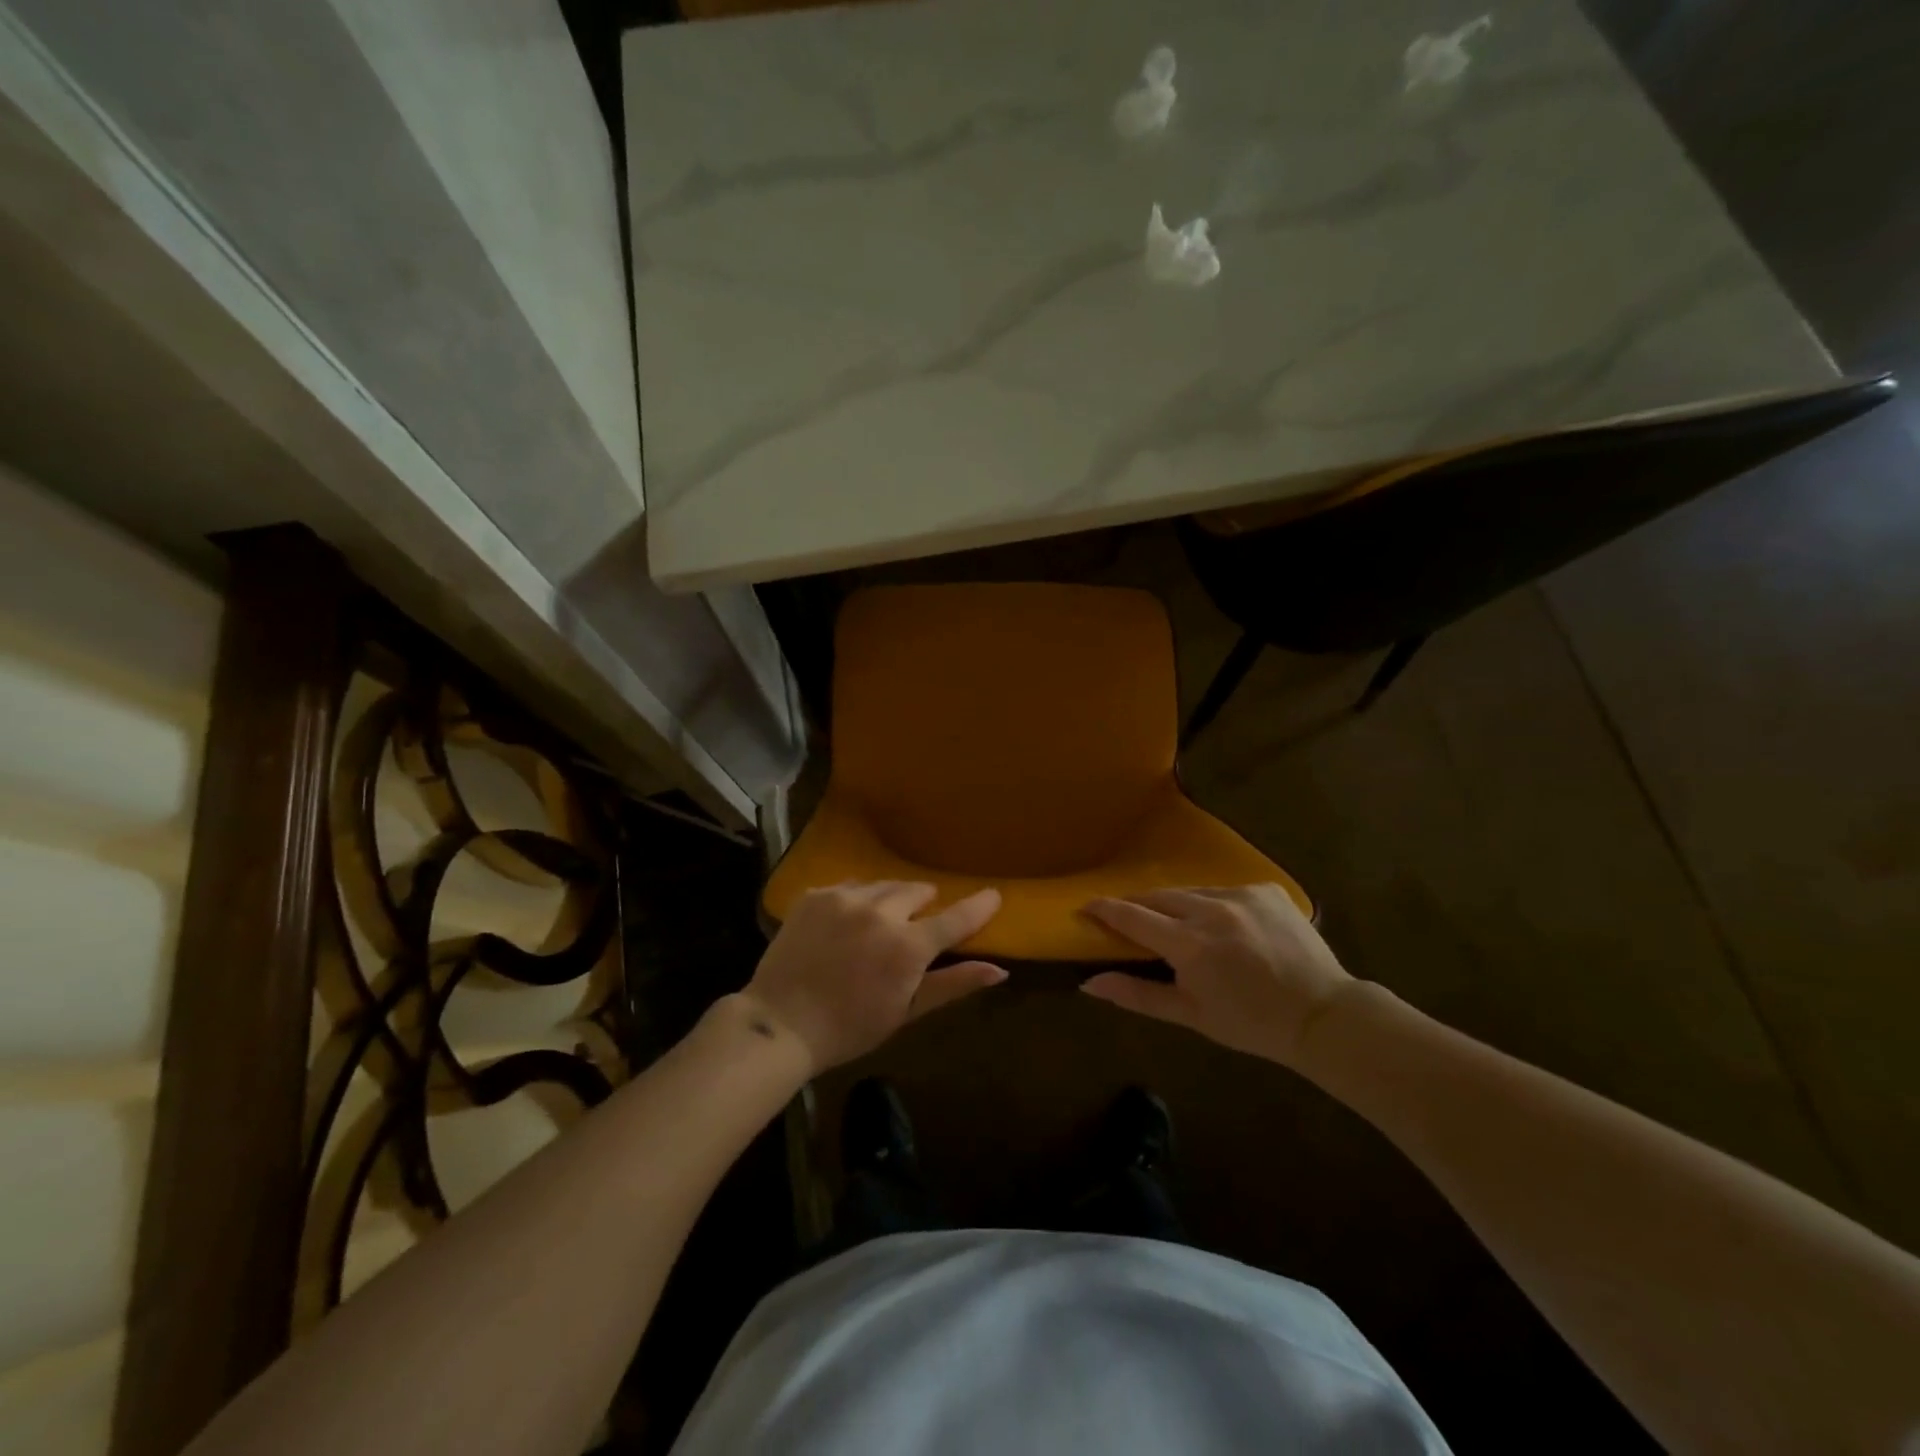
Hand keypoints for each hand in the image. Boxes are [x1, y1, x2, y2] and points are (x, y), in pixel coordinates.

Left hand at [744, 881, 1005, 1074]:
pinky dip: (856, 900)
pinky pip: (850, 886)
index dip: (978, 906)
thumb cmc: (850, 1028)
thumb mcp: (906, 1012)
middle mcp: (879, 911)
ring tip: (878, 925)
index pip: (955, 918)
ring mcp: (844, 898)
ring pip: (884, 885)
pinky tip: (846, 923)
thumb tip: (999, 970)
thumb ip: (953, 984)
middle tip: (912, 929)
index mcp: (907, 946)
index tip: (993, 895)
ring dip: (890, 900)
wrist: (780, 1024)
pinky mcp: (816, 894)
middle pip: (917, 891)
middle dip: (922, 906)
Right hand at [1080, 885, 1355, 1067]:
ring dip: (1177, 905)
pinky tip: (1225, 926)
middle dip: (1138, 905)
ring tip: (1180, 926)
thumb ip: (1137, 994)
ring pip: (1191, 891)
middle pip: (1158, 896)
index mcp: (1190, 944)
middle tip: (1129, 919)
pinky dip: (1214, 904)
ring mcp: (1242, 894)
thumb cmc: (1251, 1023)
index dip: (1105, 909)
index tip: (1086, 906)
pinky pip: (1224, 890)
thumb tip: (1089, 983)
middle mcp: (1212, 909)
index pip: (1132, 916)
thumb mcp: (1190, 1014)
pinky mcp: (1266, 889)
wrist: (1323, 1015)